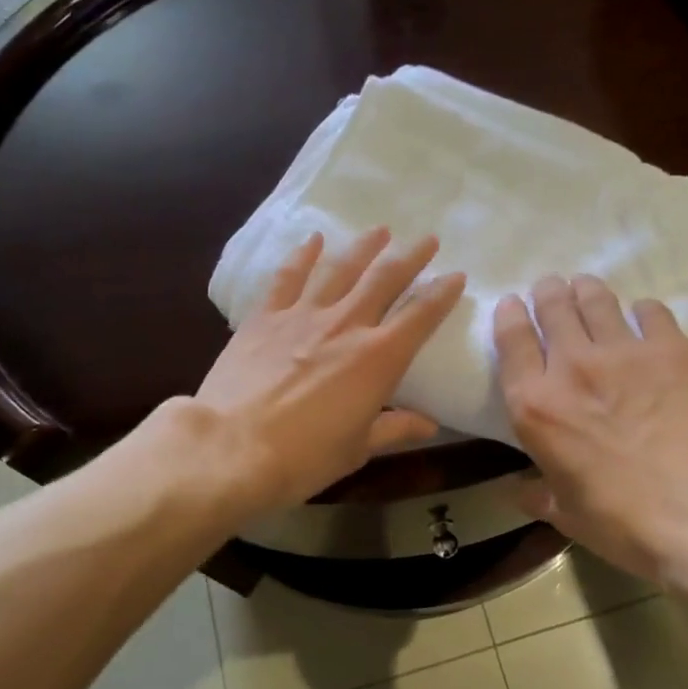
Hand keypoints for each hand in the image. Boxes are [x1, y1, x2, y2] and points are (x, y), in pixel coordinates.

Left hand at [196, 228, 465, 515]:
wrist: (231, 449)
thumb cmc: (303, 458)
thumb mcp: (357, 449)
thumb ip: (394, 428)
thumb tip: (428, 424)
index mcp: (378, 358)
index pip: (420, 315)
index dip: (442, 294)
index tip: (456, 276)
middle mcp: (346, 325)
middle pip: (384, 279)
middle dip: (410, 257)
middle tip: (427, 239)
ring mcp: (302, 316)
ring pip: (340, 269)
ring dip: (363, 247)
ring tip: (380, 230)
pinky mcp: (265, 317)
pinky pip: (288, 277)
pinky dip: (303, 255)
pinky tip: (313, 239)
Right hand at [494, 274, 687, 588]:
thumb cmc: (621, 519)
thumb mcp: (566, 514)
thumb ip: (538, 494)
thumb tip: (518, 492)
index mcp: (534, 405)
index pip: (511, 340)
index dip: (509, 316)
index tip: (512, 306)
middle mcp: (571, 366)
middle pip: (552, 306)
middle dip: (547, 292)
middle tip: (551, 289)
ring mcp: (622, 351)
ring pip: (596, 299)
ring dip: (586, 289)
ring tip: (586, 288)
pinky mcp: (669, 348)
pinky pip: (650, 311)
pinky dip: (642, 311)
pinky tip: (643, 316)